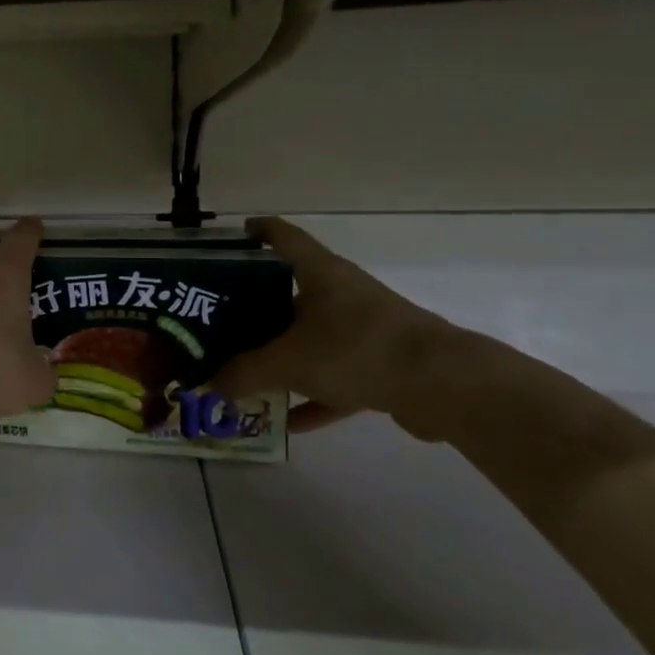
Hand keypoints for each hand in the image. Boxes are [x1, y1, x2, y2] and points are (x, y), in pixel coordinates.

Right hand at [213, 218, 455, 435]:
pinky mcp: (383, 364)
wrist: (444, 385)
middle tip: (221, 320)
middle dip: (256, 307)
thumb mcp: (288, 361)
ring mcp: (365, 328)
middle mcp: (342, 293)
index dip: (256, 232)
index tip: (230, 239)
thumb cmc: (357, 349)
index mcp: (319, 273)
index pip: (282, 237)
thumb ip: (244, 373)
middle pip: (291, 292)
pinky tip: (290, 422)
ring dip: (284, 356)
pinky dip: (315, 396)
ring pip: (313, 337)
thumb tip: (210, 385)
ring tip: (248, 374)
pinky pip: (337, 377)